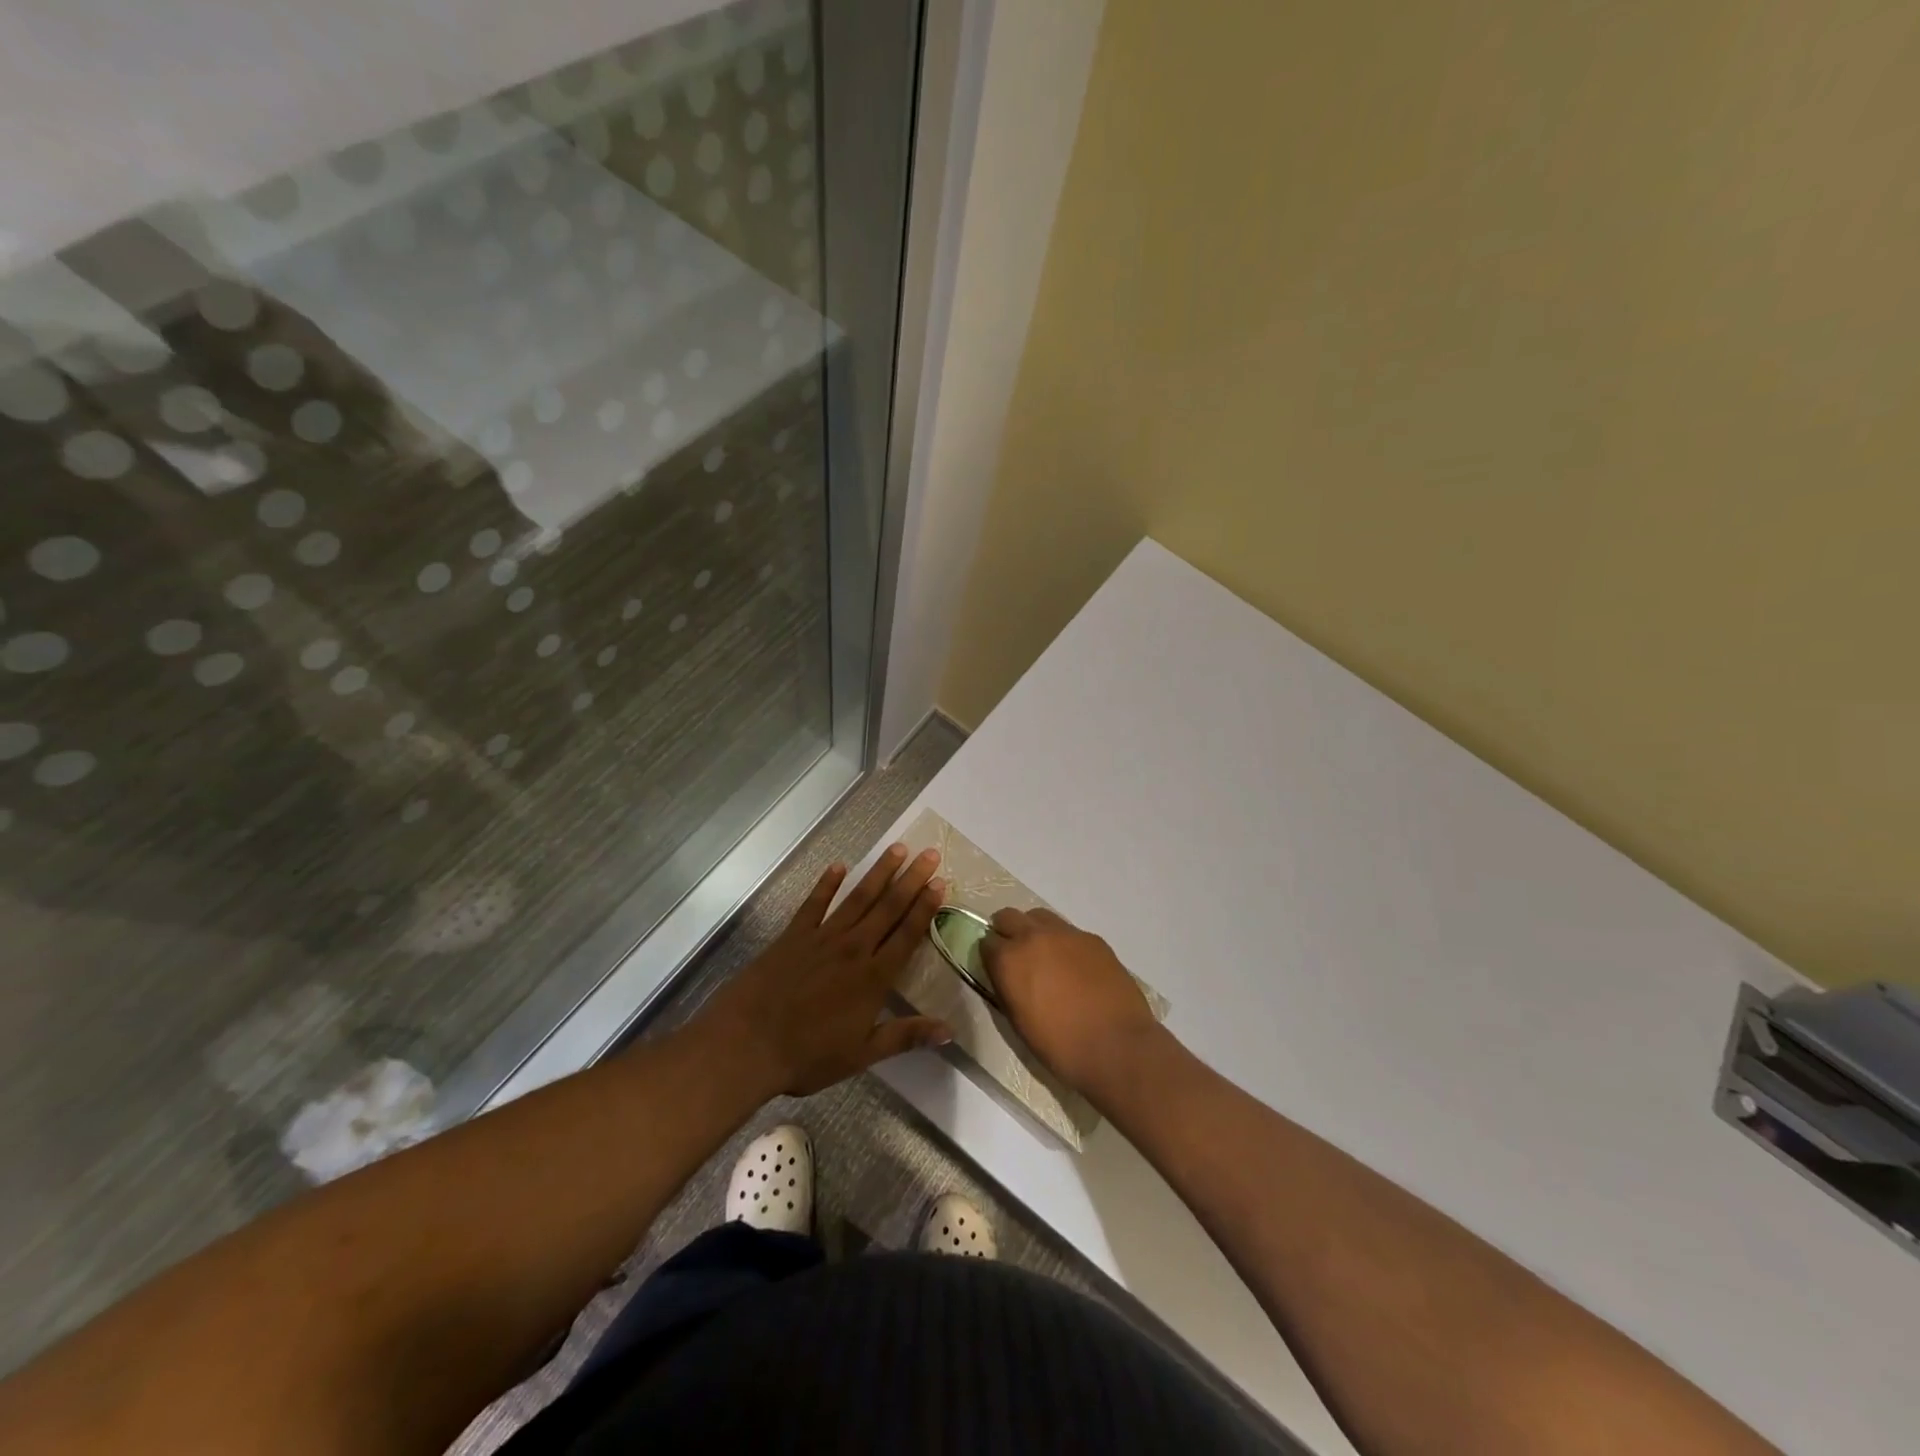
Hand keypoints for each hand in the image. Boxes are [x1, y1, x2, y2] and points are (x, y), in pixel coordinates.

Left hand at [701, 844, 951, 1095]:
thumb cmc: (808, 1055)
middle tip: (929, 853)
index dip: (925, 908)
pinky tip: (839, 866)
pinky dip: (827, 883)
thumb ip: (905, 1036)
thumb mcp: (862, 1053)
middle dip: (911, 880)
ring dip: (879, 872)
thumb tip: (949, 1031)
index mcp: (873, 977)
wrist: (747, 1042)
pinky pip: (815, 903)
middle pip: (887, 908)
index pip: (907, 935)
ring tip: (897, 848)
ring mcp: (822, 938)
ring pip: (858, 898)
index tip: (940, 882)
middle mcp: (853, 948)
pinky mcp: (794, 935)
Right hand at [980, 907, 1165, 1096]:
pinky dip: (1063, 942)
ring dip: (1034, 930)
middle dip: (1006, 931)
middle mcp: (1033, 937)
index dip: (990, 955)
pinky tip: (1074, 966)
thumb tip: (1006, 975)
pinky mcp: (1092, 938)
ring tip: (1044, 955)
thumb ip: (1006, 988)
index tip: (996, 968)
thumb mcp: (1018, 1021)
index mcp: (1009, 960)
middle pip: (1008, 917)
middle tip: (1015, 954)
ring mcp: (1066, 934)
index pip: (986, 942)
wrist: (1116, 1046)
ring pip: (1039, 917)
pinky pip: (1069, 931)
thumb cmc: (1060, 1046)